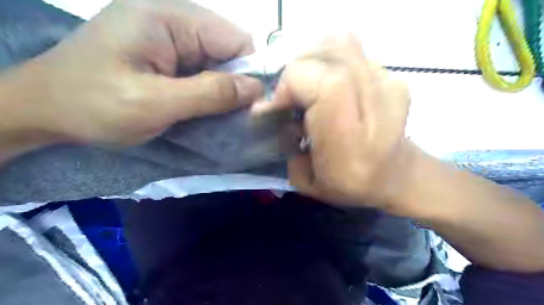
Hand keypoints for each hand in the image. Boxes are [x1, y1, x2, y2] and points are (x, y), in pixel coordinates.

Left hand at [7, 0, 263, 146]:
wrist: (44, 111)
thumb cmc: (93, 106)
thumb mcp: (154, 103)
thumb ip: (208, 93)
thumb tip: (255, 89)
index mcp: (167, 18)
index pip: (233, 38)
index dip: (250, 70)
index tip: (253, 104)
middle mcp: (171, 20)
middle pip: (227, 49)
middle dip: (236, 82)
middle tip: (234, 114)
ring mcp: (168, 38)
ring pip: (216, 62)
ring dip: (222, 89)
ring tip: (217, 114)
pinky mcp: (164, 55)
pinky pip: (201, 70)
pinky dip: (208, 91)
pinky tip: (203, 108)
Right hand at [259, 34, 412, 211]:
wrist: (396, 176)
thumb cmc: (350, 185)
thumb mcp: (306, 181)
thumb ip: (282, 146)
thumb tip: (267, 110)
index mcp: (352, 140)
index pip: (324, 84)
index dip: (293, 84)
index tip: (280, 105)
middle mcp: (376, 106)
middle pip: (331, 55)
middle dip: (298, 71)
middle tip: (291, 95)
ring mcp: (390, 85)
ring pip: (342, 45)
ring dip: (314, 62)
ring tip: (307, 86)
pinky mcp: (394, 77)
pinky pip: (353, 52)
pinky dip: (331, 62)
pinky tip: (328, 84)